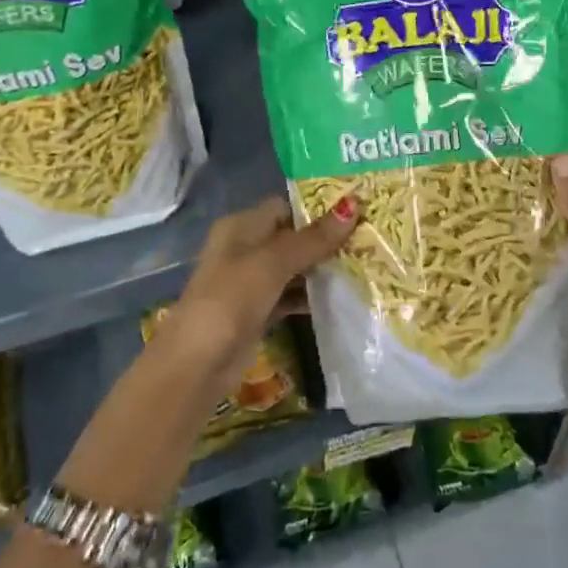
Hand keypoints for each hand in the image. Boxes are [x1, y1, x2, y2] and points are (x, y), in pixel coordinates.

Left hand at [151, 194, 360, 406]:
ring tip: (366, 265)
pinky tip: (343, 297)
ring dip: (323, 269)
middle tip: (369, 239)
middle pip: (292, 237)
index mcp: (240, 227)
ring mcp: (252, 283)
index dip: (317, 208)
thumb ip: (313, 238)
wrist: (198, 362)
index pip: (284, 207)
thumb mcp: (272, 263)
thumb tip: (353, 205)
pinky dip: (312, 296)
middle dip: (326, 240)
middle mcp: (245, 249)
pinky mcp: (259, 312)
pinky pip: (292, 296)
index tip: (357, 210)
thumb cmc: (231, 299)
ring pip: (294, 268)